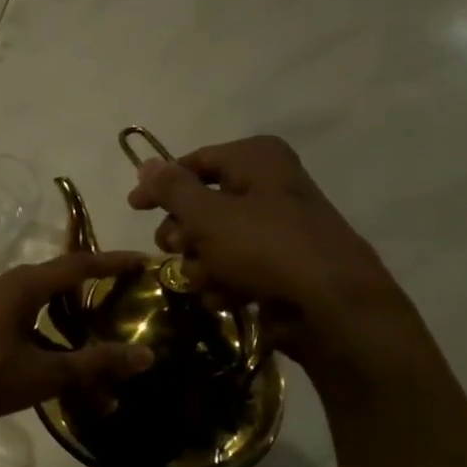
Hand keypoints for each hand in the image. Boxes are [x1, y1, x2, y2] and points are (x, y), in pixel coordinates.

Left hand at [0, 252, 155, 426]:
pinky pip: (11, 313)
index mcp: (19, 286)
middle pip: (51, 279)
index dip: (110, 263)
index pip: (75, 265)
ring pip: (29, 299)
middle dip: (85, 287)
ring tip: (84, 331)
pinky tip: (44, 351)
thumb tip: (145, 356)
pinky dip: (36, 326)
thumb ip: (94, 364)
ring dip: (58, 314)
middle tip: (115, 295)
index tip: (141, 261)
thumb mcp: (44, 374)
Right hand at [126, 135, 418, 376]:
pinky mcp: (282, 262)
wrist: (333, 306)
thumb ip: (171, 189)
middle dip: (183, 234)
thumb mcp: (207, 216)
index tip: (133, 208)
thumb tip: (146, 163)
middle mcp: (268, 184)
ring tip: (205, 280)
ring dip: (200, 263)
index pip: (193, 163)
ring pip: (215, 240)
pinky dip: (224, 280)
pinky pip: (237, 264)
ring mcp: (277, 225)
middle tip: (177, 250)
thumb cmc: (266, 248)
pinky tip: (223, 296)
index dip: (160, 186)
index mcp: (256, 160)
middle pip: (201, 204)